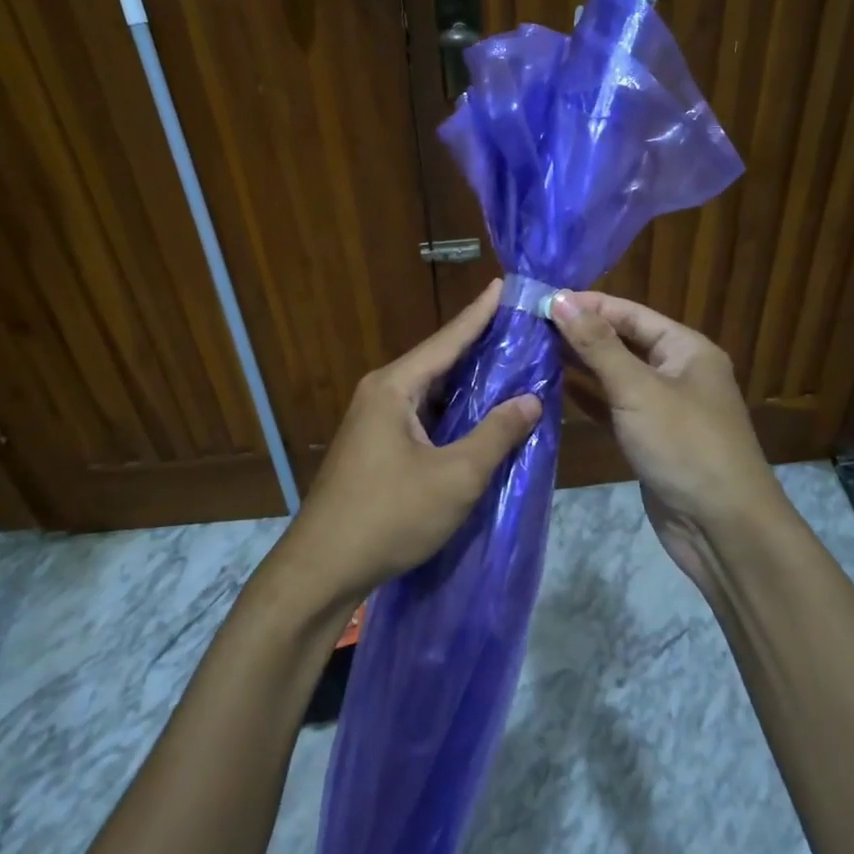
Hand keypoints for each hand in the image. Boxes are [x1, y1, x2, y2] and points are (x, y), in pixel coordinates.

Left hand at [276, 280, 541, 607]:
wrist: (322, 569)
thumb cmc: (390, 516)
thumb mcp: (455, 477)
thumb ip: (496, 434)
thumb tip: (531, 399)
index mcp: (394, 387)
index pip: (447, 339)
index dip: (480, 313)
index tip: (504, 284)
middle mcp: (380, 393)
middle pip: (437, 360)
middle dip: (478, 345)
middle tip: (520, 327)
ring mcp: (373, 420)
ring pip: (429, 390)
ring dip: (466, 381)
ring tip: (509, 364)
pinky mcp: (374, 446)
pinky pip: (421, 413)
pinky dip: (451, 409)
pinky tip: (476, 414)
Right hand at [552, 291, 784, 590]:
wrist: (723, 527)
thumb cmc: (684, 445)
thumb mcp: (638, 389)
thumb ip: (597, 344)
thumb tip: (560, 299)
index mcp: (686, 349)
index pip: (630, 313)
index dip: (588, 304)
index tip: (542, 299)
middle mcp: (677, 372)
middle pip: (623, 341)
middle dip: (581, 333)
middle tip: (530, 324)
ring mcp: (664, 408)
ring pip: (616, 376)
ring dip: (580, 364)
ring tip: (534, 350)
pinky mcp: (649, 440)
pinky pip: (614, 408)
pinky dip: (588, 398)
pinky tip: (555, 389)